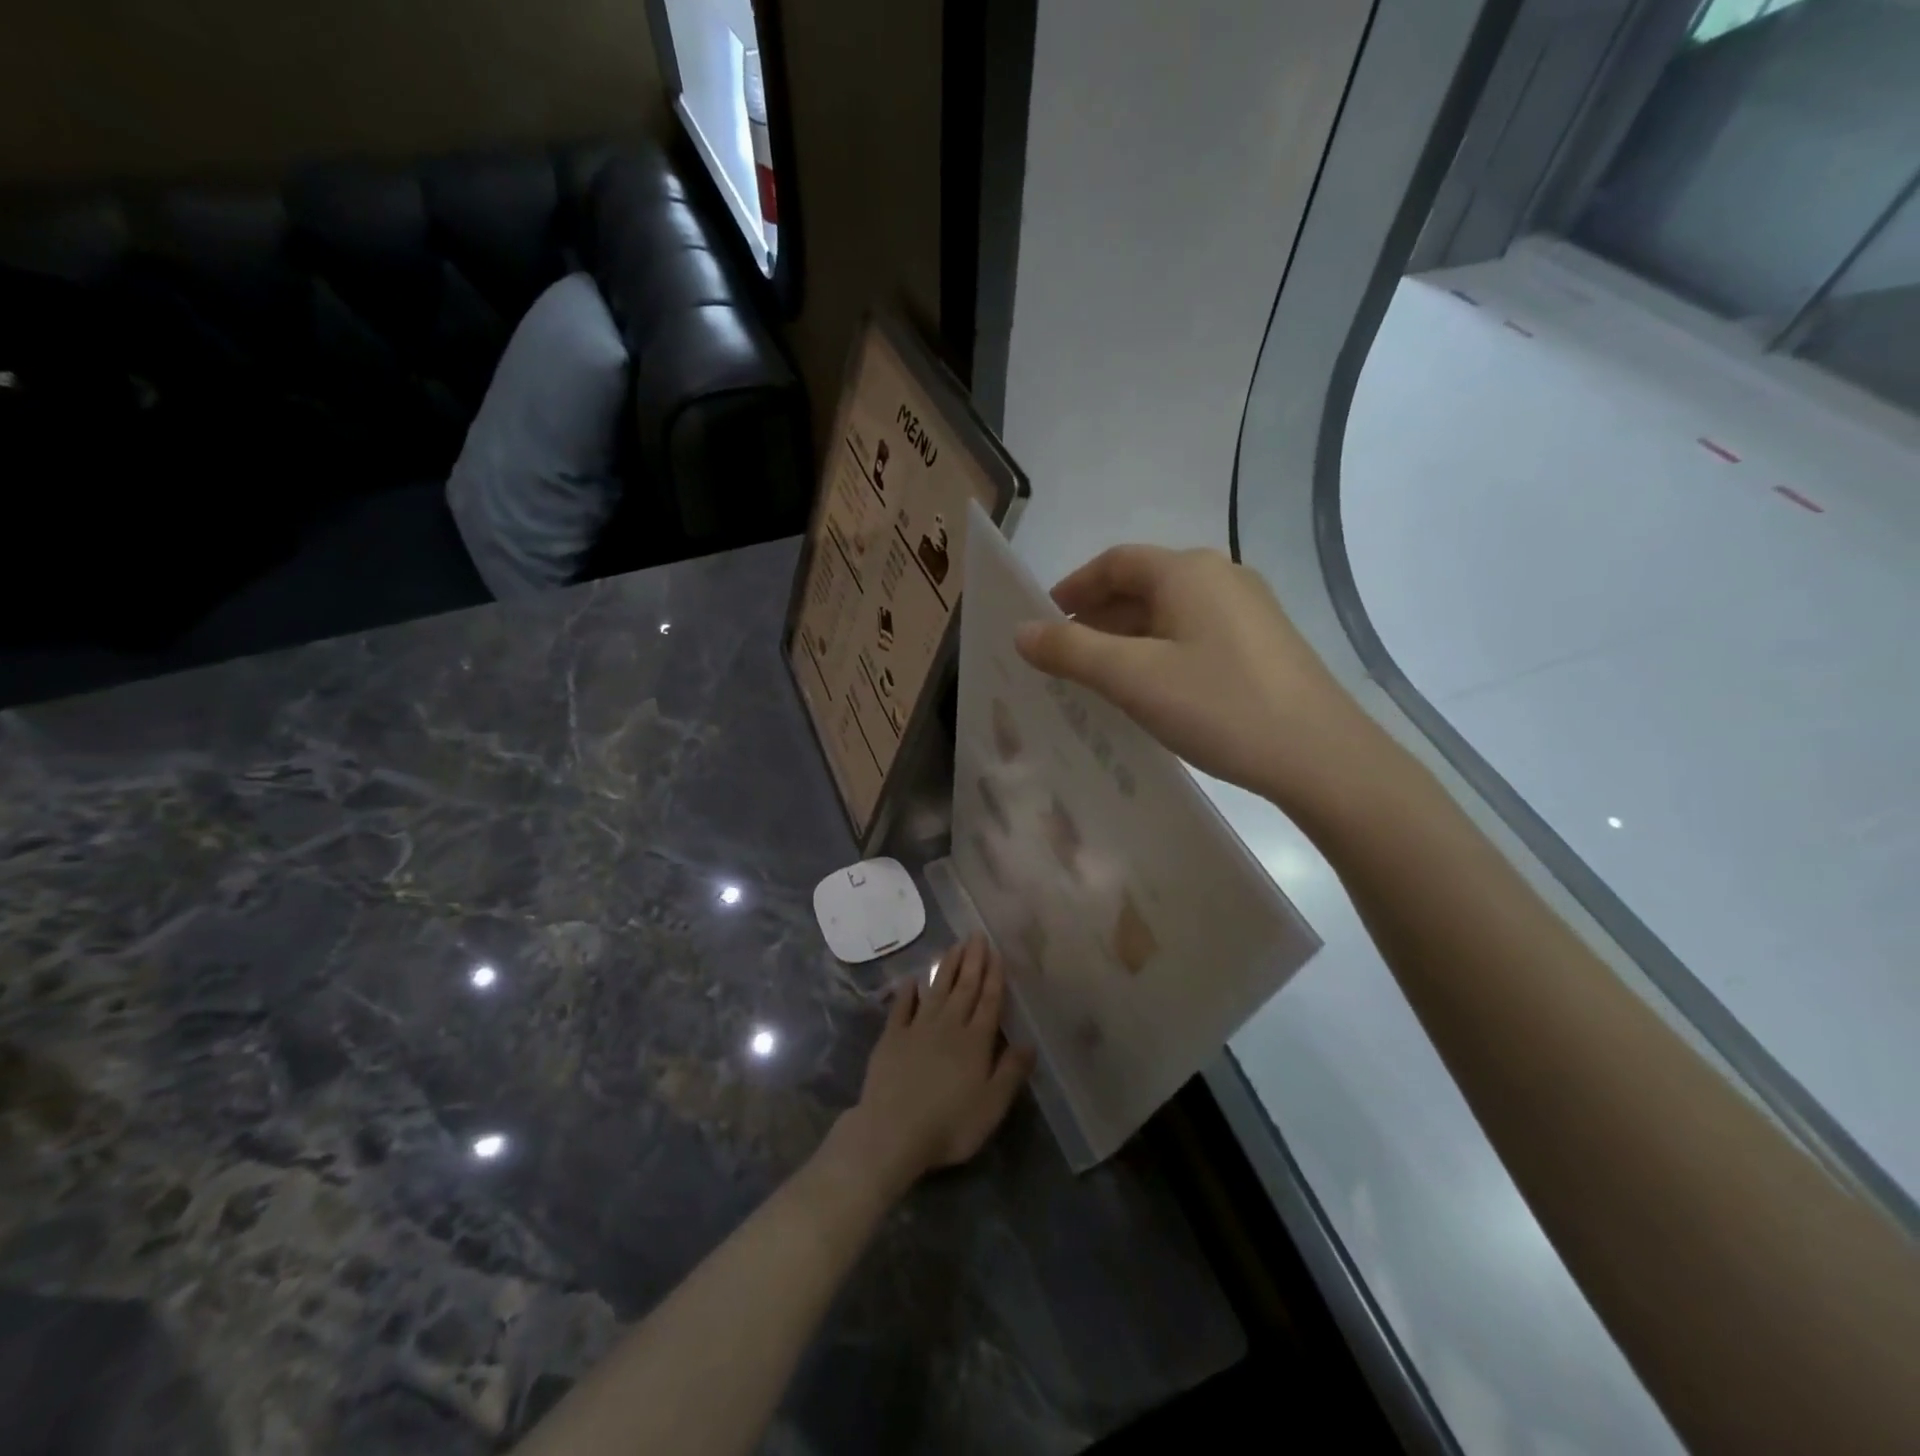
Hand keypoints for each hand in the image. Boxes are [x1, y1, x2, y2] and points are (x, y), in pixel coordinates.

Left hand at [834, 936, 1034, 1193]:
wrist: (892, 1131)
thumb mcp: (992, 1105)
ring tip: (953, 946)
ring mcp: (917, 1029)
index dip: (994, 976)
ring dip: (945, 967)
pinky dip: (907, 992)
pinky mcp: (891, 1038)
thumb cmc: (950, 1124)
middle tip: (976, 935)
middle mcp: (948, 1026)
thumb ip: (1012, 1071)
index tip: (996, 952)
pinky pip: (901, 1008)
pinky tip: (912, 979)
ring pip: (936, 990)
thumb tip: (1030, 1042)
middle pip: (963, 988)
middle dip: (972, 961)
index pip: (988, 1001)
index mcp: (975, 1041)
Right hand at [1014, 545, 1383, 820]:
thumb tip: (1022, 632)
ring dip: (1126, 638)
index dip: (1073, 587)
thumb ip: (1072, 651)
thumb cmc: (1219, 706)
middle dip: (1096, 617)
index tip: (1043, 621)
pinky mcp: (1261, 644)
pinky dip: (1158, 652)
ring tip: (1097, 679)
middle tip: (1063, 658)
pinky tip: (1150, 690)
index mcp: (1187, 572)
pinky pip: (1193, 635)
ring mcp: (1247, 610)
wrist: (1320, 757)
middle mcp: (1220, 577)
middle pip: (1142, 585)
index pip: (1115, 562)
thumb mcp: (1133, 678)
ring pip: (1168, 613)